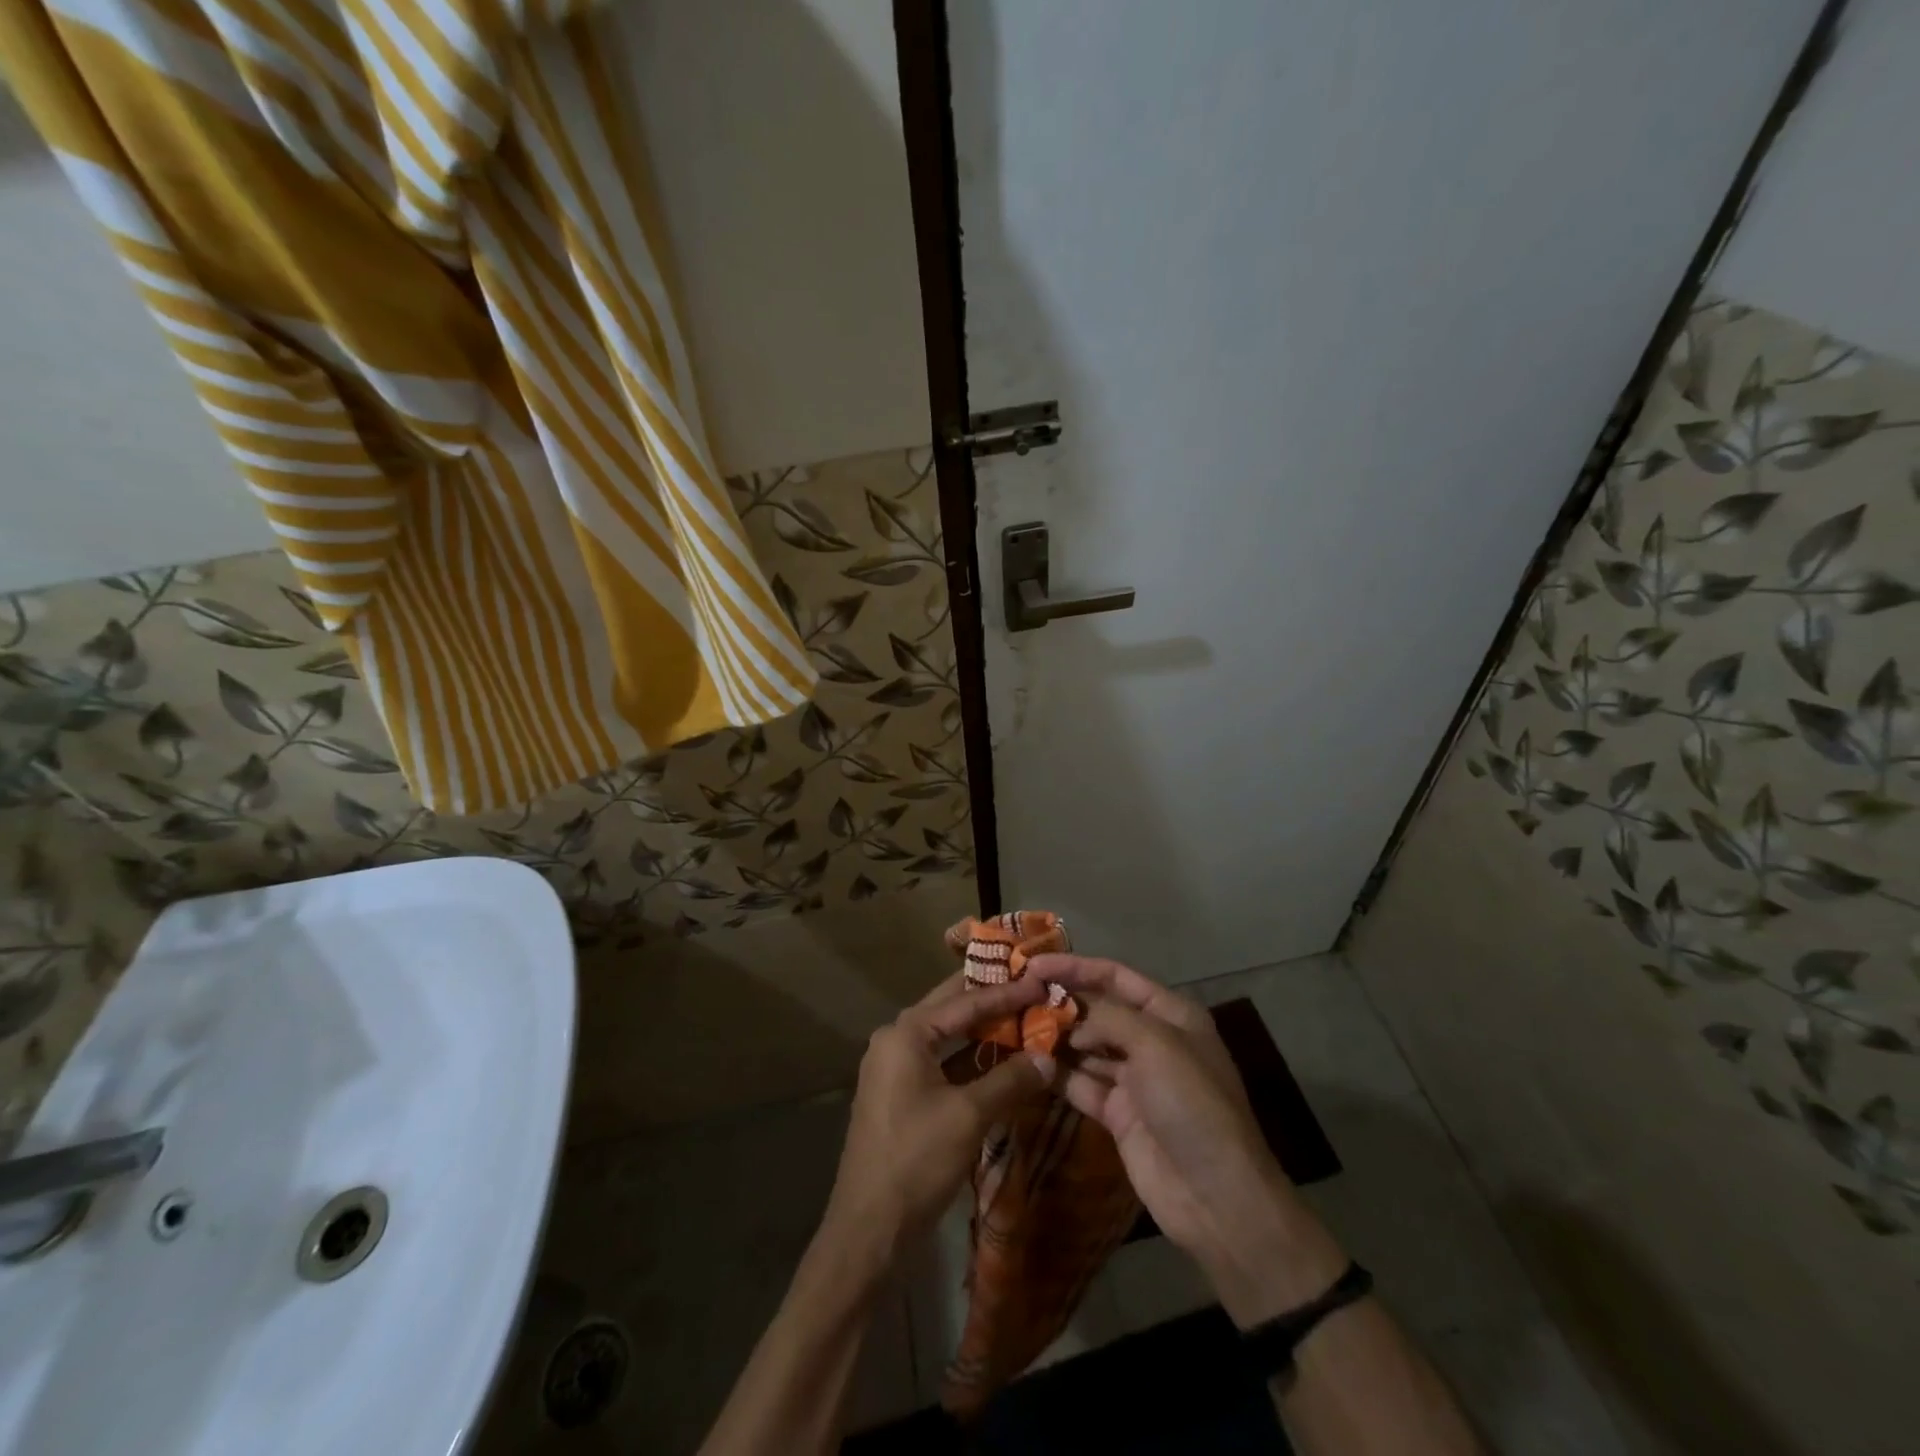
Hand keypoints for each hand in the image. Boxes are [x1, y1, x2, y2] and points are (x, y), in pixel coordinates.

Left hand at [825, 970, 1055, 1263]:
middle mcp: (896, 1040)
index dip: (1006, 992)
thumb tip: (1049, 1058)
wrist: (869, 1228)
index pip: (964, 1001)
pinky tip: (1001, 1063)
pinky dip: (970, 1061)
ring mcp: (895, 1068)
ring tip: (1023, 1020)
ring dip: (983, 1032)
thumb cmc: (916, 1160)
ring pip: (947, 1038)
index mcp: (906, 1033)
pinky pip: (941, 1063)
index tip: (1040, 980)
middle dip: (990, 1000)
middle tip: (1030, 986)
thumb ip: (1009, 1081)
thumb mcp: (968, 1116)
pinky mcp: (901, 1095)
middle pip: (951, 1010)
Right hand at [1034, 954, 1347, 1325]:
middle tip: (1016, 996)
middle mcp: (1152, 1040)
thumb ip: (1106, 1018)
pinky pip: (1081, 1084)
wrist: (1217, 1197)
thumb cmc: (1191, 1103)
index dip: (1074, 966)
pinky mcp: (1118, 1114)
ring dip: (1055, 1037)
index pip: (1115, 976)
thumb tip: (1069, 1021)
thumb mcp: (1154, 1044)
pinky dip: (1058, 1074)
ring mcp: (1134, 1079)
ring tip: (1013, 1026)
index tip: (1032, 964)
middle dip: (1061, 1002)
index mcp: (1171, 1013)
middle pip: (1098, 1010)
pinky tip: (1028, 1063)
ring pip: (1086, 1047)